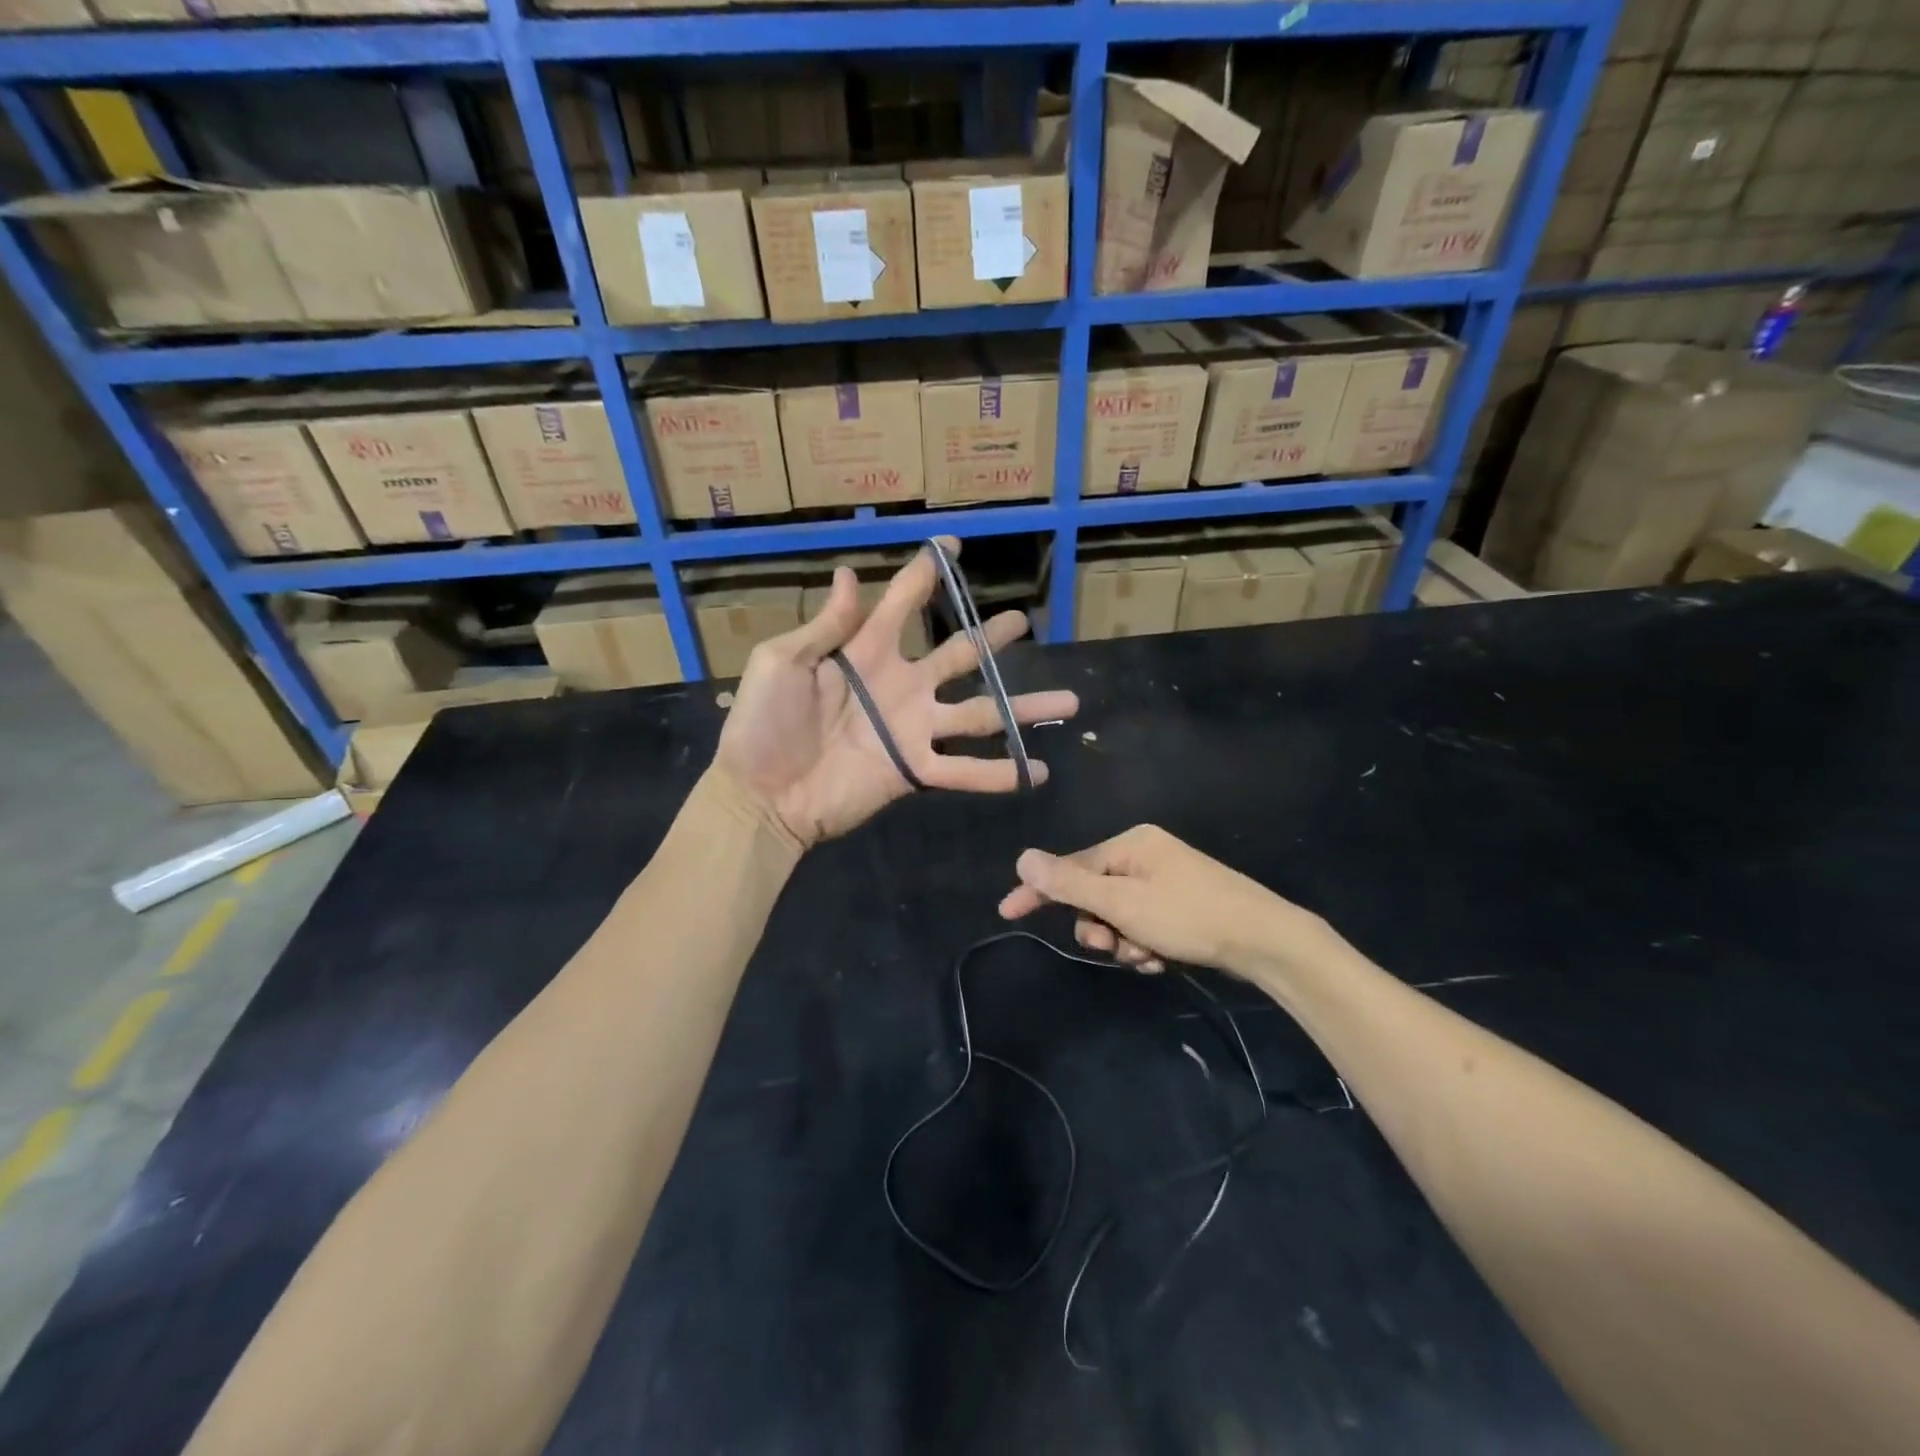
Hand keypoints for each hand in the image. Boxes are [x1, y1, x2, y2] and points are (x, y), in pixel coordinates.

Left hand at [715, 540, 1080, 847]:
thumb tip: (847, 574)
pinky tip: (1038, 771)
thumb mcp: (781, 662)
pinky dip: (1000, 773)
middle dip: (991, 637)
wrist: (761, 794)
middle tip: (1023, 621)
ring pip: (979, 713)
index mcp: (866, 652)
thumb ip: (825, 626)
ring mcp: (912, 729)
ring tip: (1068, 701)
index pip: (903, 602)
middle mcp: (900, 685)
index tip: (953, 546)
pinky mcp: (914, 770)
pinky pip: (964, 771)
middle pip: (957, 655)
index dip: (926, 572)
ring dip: (1021, 708)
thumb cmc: (763, 725)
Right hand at [997, 824, 1327, 978]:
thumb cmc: (1188, 916)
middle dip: (1098, 926)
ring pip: (1118, 916)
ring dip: (1123, 942)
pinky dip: (1144, 945)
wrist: (1264, 940)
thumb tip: (1023, 859)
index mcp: (1130, 844)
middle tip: (1112, 947)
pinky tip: (1162, 960)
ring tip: (1146, 957)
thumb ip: (1070, 883)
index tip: (1006, 912)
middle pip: (1094, 894)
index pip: (1069, 866)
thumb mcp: (1122, 903)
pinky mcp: (1180, 905)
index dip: (1038, 891)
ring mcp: (1165, 880)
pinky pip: (1143, 925)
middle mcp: (1144, 856)